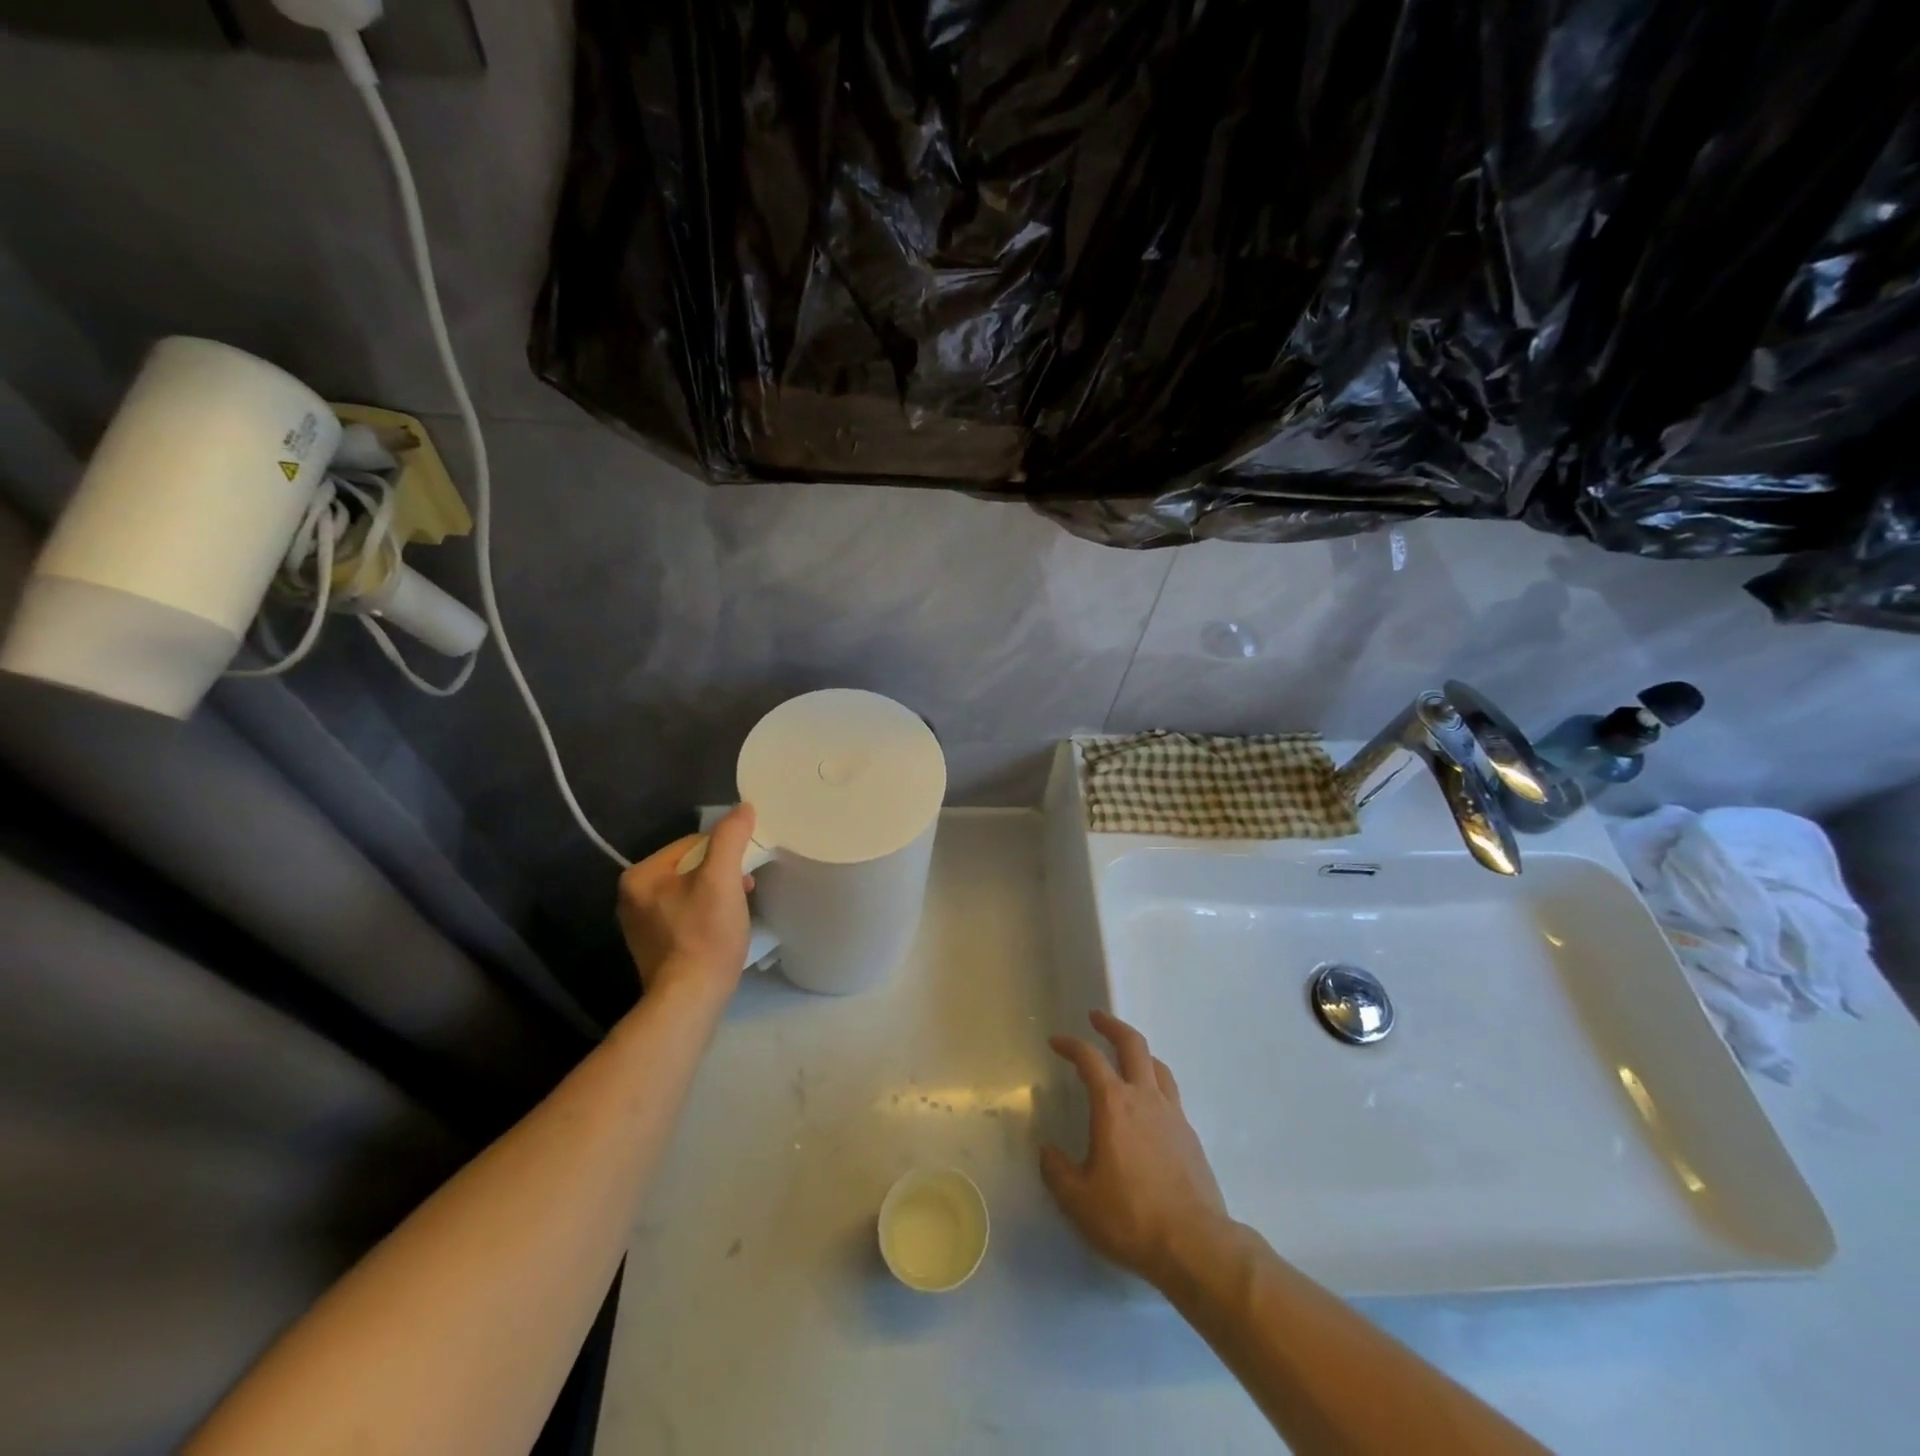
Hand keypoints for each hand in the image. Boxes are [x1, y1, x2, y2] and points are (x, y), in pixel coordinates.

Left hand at [616, 805, 757, 1001]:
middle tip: (745, 891)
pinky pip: (686, 915)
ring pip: (691, 892)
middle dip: (722, 874)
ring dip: (718, 894)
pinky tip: (723, 930)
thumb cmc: (705, 934)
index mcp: (640, 875)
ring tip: (737, 912)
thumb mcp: (722, 878)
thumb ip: (731, 837)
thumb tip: (743, 807)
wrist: (690, 999)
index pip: (693, 844)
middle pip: (691, 868)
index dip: (725, 853)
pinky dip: (707, 916)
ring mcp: (641, 924)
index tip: (745, 872)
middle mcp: (632, 897)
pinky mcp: (655, 946)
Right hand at [1040, 1010, 1231, 1286]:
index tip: (1057, 1041)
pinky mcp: (1190, 1134)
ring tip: (1126, 1055)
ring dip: (1138, 1052)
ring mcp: (1172, 1113)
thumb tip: (1047, 1152)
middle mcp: (1144, 1097)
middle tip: (1096, 1018)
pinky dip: (1155, 1082)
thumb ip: (1057, 1171)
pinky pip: (1170, 1092)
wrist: (1195, 1244)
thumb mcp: (1078, 1200)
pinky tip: (1149, 1103)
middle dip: (1112, 1026)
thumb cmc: (1130, 1217)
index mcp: (1113, 1105)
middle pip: (1132, 1044)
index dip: (1070, 1045)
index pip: (1089, 1059)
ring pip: (1157, 1065)